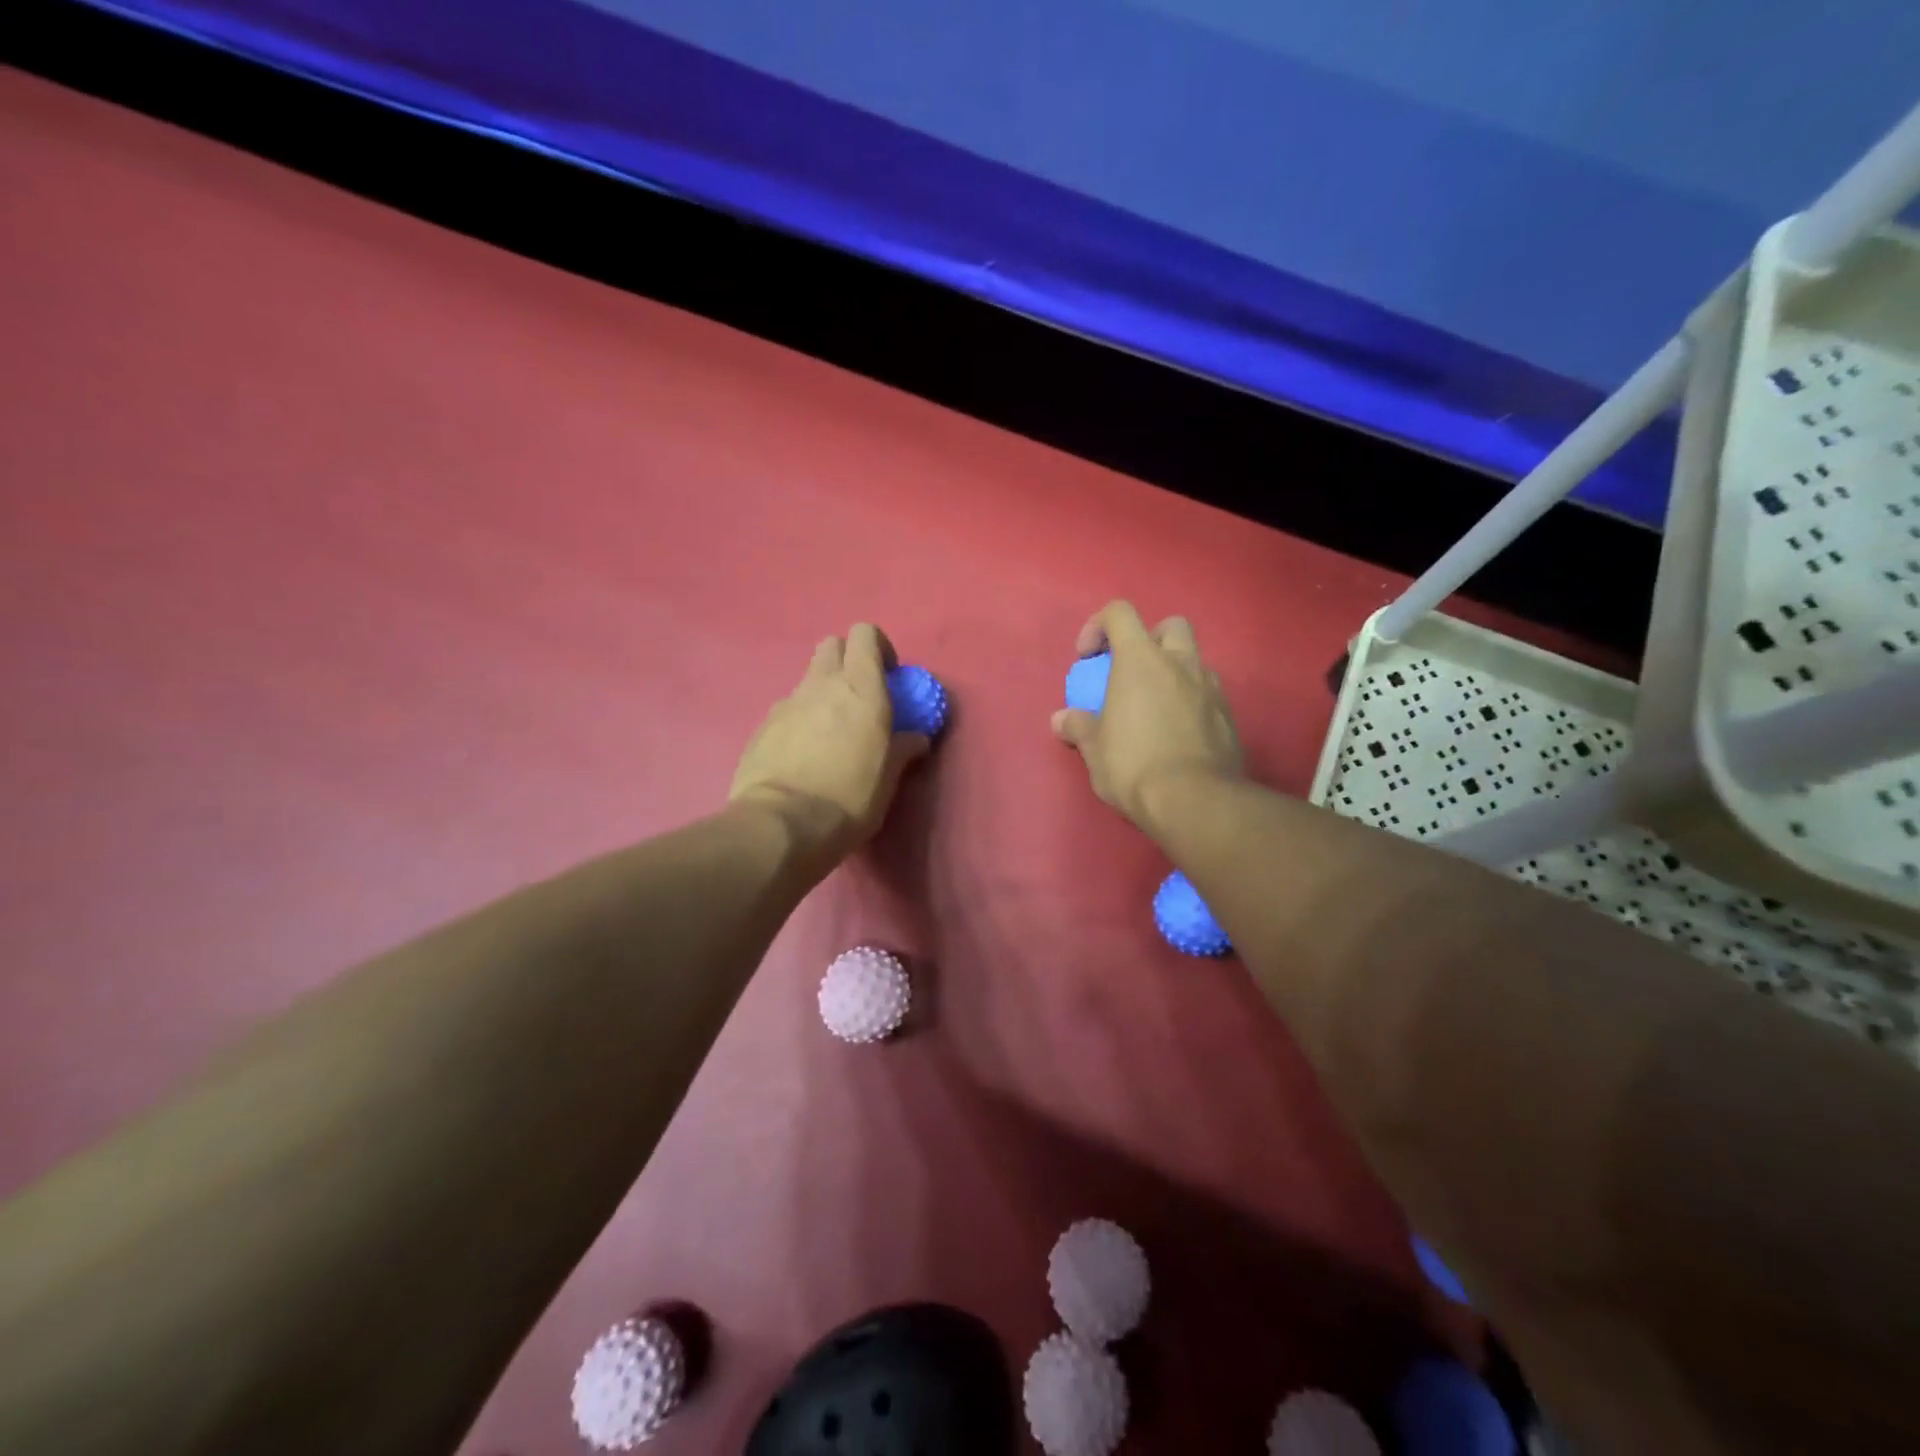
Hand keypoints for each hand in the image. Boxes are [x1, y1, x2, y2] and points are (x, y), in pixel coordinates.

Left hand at [732, 624, 930, 856]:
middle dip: (847, 661)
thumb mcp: (888, 777)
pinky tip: (803, 755)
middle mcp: (821, 684)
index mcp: (860, 687)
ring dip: (822, 693)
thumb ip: (903, 749)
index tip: (888, 676)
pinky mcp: (762, 726)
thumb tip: (916, 739)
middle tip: (859, 697)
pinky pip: (786, 710)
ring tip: (830, 733)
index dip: (877, 648)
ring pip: (807, 679)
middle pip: (832, 646)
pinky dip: (799, 721)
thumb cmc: (849, 797)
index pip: (865, 634)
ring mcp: (786, 703)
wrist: (782, 824)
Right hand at [1051, 601, 1242, 832]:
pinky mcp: (1229, 716)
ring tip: (1155, 707)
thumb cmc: (1133, 765)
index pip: (1120, 613)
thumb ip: (1078, 726)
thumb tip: (1062, 719)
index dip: (1098, 626)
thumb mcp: (1094, 749)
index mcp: (1141, 660)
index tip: (1087, 658)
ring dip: (1174, 672)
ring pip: (1194, 660)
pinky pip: (1208, 694)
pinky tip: (1177, 732)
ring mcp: (1211, 688)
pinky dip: (1191, 702)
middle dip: (1149, 640)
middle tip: (1132, 672)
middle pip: (1170, 626)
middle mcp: (1181, 663)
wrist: (1194, 801)